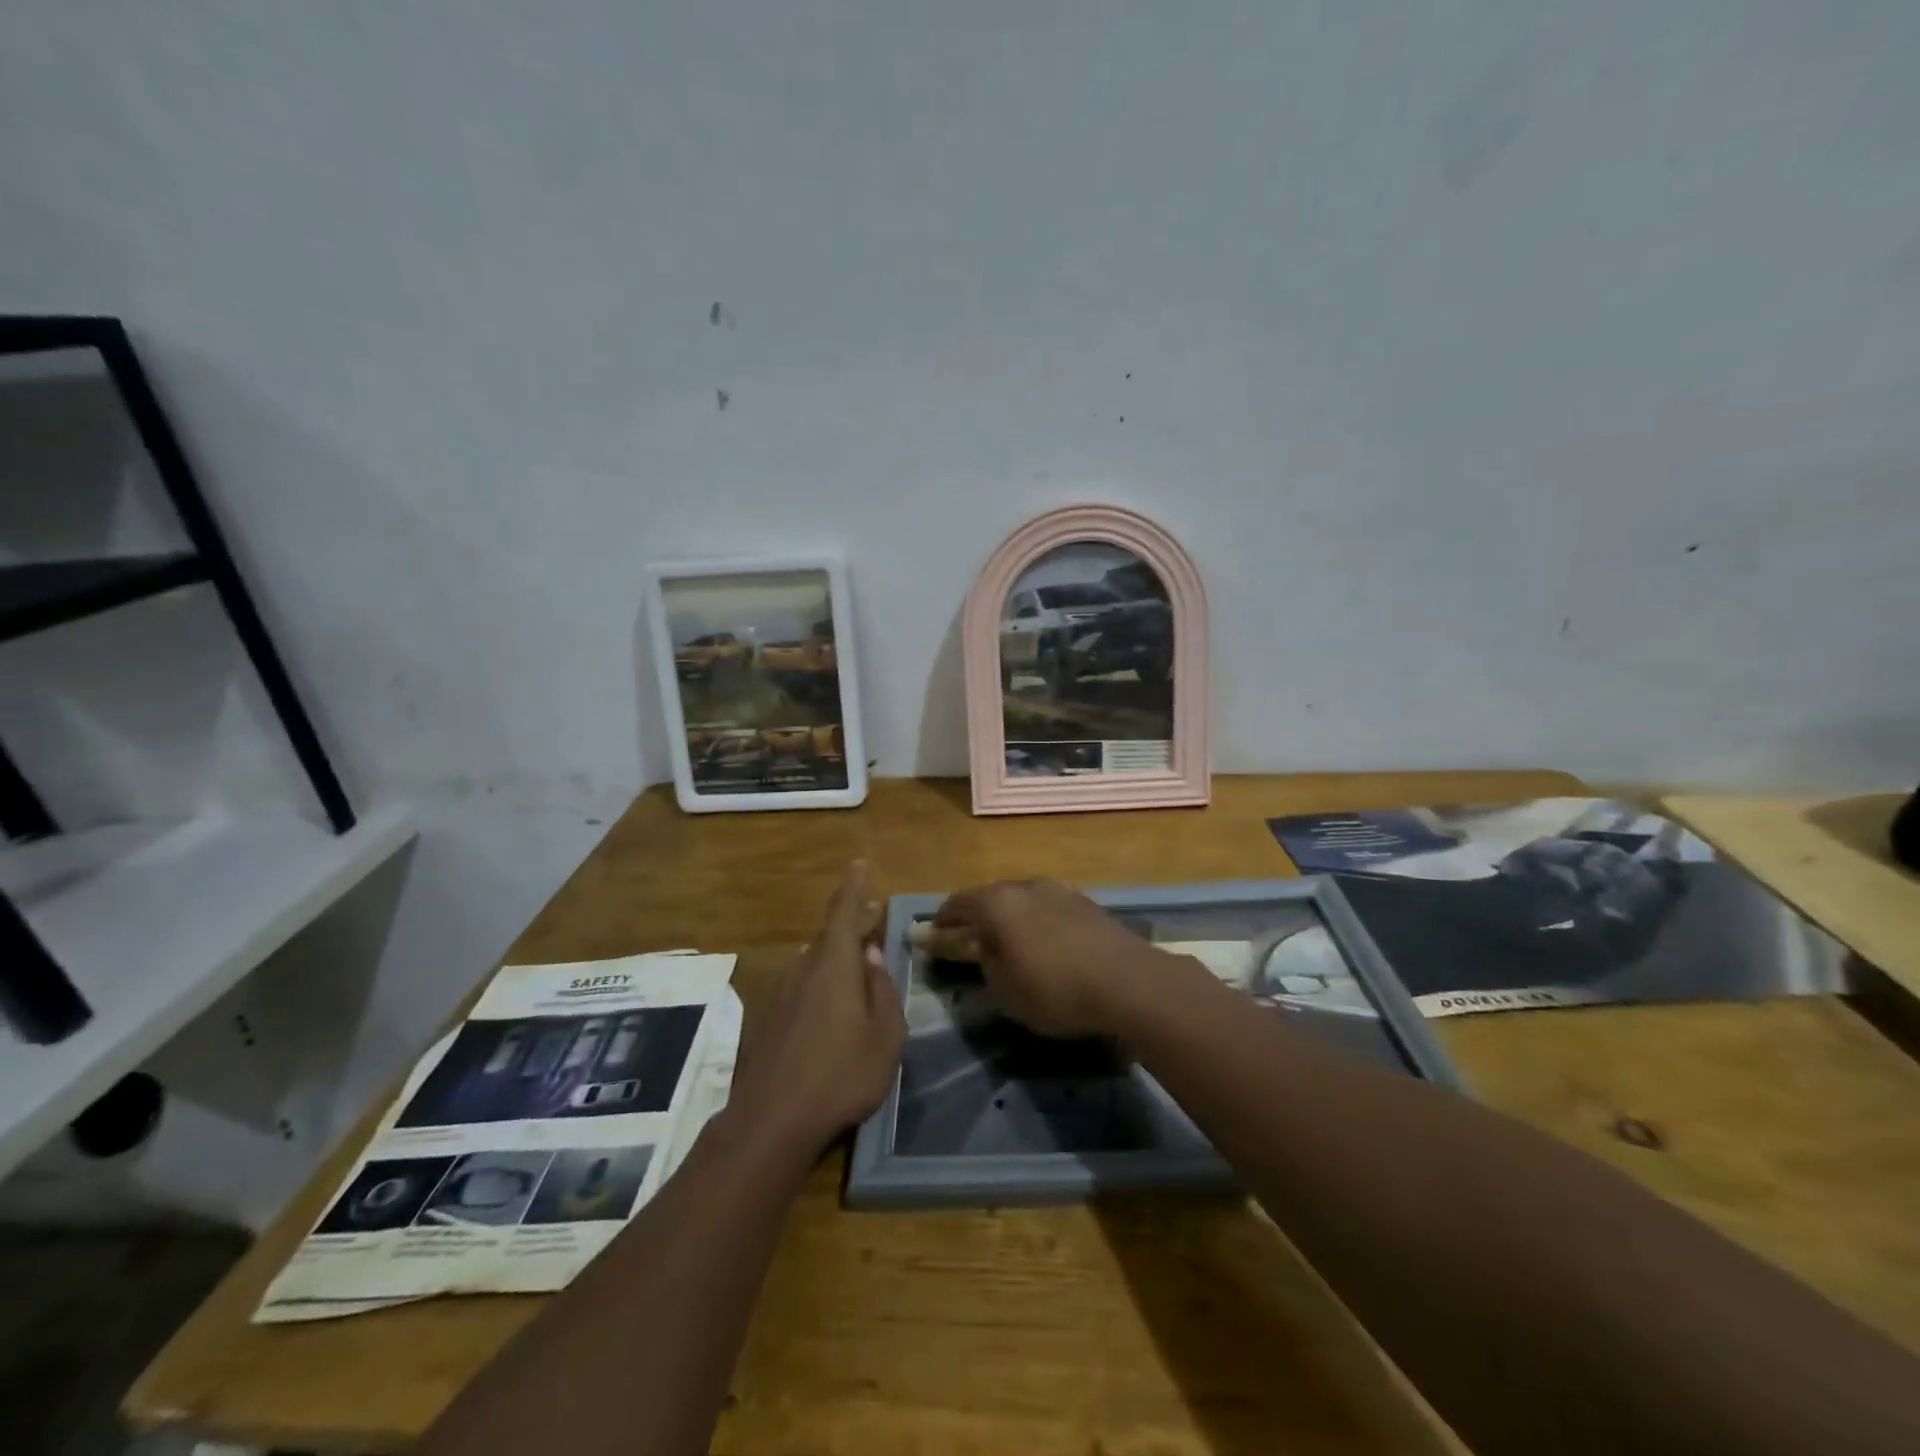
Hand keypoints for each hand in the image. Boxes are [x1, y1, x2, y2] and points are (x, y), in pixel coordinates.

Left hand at [728, 862, 905, 1160]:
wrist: (771, 1121)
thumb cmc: (841, 1075)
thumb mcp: (885, 1036)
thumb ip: (882, 990)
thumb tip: (873, 955)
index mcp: (834, 965)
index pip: (843, 911)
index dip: (853, 887)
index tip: (858, 864)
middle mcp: (802, 968)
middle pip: (829, 935)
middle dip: (852, 923)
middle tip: (872, 915)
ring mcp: (779, 993)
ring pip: (813, 961)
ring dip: (836, 954)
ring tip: (856, 960)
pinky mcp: (765, 1019)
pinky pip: (799, 985)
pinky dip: (819, 980)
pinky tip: (828, 1003)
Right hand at [933, 878, 1166, 1036]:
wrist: (1128, 981)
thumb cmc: (1054, 988)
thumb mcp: (1004, 990)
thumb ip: (985, 965)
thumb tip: (982, 951)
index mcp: (997, 902)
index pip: (958, 904)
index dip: (943, 922)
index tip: (934, 936)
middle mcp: (1025, 886)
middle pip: (991, 897)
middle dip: (978, 918)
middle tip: (971, 942)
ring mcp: (1060, 890)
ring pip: (1023, 901)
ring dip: (1012, 919)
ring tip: (1011, 945)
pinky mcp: (1087, 903)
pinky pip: (1049, 909)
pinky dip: (1039, 923)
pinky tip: (1046, 946)